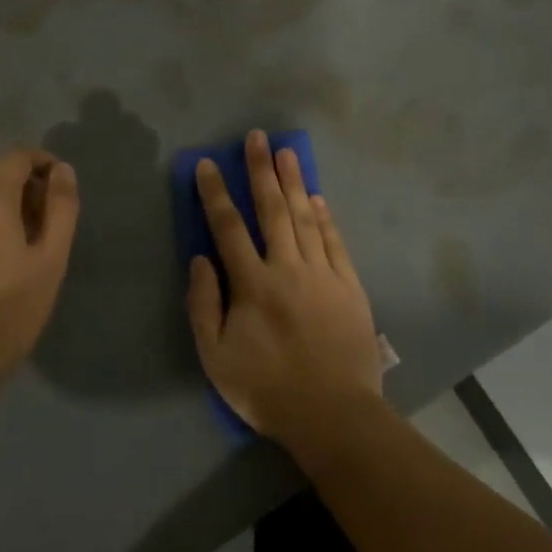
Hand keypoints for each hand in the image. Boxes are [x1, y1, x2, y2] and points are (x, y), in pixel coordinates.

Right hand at [186, 131, 383, 445]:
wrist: (334, 413)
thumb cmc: (267, 389)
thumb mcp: (216, 357)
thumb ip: (204, 305)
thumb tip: (201, 259)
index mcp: (253, 285)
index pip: (229, 227)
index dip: (216, 193)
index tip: (209, 164)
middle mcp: (288, 268)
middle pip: (273, 210)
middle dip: (261, 171)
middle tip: (257, 138)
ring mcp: (323, 274)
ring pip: (306, 218)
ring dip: (295, 182)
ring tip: (286, 152)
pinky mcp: (350, 286)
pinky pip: (335, 242)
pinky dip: (326, 217)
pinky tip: (318, 198)